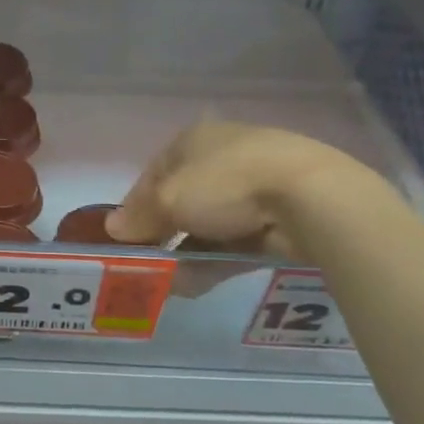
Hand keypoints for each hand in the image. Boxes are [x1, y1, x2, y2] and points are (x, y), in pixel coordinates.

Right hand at [106, 121, 365, 259]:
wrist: (311, 198)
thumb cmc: (226, 184)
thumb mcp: (169, 200)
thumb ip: (139, 217)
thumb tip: (112, 229)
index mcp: (193, 140)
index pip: (153, 174)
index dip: (134, 206)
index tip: (124, 237)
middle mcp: (221, 157)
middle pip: (180, 200)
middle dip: (162, 233)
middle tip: (147, 262)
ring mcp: (253, 186)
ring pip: (208, 224)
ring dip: (186, 252)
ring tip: (170, 282)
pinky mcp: (278, 216)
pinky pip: (235, 240)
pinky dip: (215, 259)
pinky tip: (198, 283)